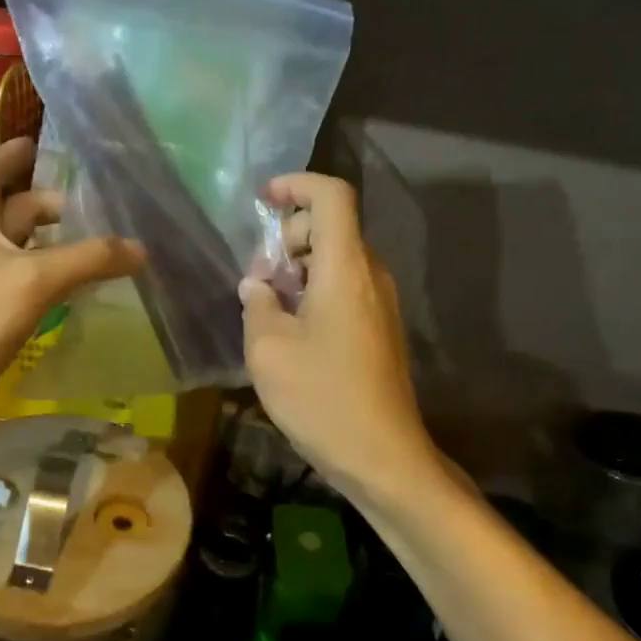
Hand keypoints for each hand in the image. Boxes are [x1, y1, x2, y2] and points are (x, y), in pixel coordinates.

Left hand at [0, 137, 142, 439]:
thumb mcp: (35, 277)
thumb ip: (90, 258)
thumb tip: (140, 248)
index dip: (11, 154)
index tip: (40, 142)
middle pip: (12, 210)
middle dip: (50, 203)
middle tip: (95, 203)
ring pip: (22, 248)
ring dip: (55, 242)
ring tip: (98, 239)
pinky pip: (26, 281)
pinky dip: (52, 276)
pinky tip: (80, 284)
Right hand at [239, 173, 439, 504]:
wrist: (382, 456)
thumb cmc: (321, 397)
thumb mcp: (269, 349)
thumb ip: (258, 304)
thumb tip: (258, 285)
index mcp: (345, 268)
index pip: (332, 196)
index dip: (296, 185)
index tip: (263, 200)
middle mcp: (370, 275)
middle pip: (331, 227)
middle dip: (288, 238)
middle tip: (258, 278)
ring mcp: (379, 303)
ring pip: (336, 259)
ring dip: (298, 269)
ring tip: (267, 308)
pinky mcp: (379, 328)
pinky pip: (345, 288)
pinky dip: (314, 291)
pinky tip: (289, 331)